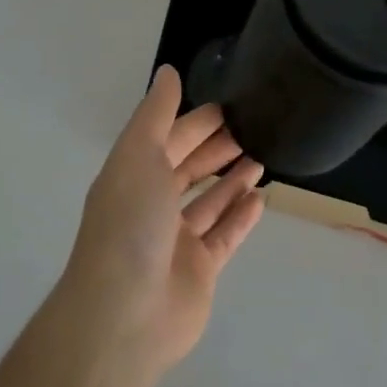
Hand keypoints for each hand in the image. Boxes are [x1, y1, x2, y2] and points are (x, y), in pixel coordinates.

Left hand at [57, 66, 264, 377]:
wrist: (124, 315)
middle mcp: (152, 205)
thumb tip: (167, 71)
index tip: (230, 105)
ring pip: (209, 201)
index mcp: (133, 174)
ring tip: (263, 156)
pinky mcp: (198, 271)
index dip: (197, 121)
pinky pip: (224, 237)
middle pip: (189, 167)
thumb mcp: (138, 154)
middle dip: (217, 147)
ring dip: (233, 179)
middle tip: (255, 126)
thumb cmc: (130, 224)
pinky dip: (240, 217)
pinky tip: (261, 198)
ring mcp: (175, 241)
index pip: (169, 138)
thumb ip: (156, 113)